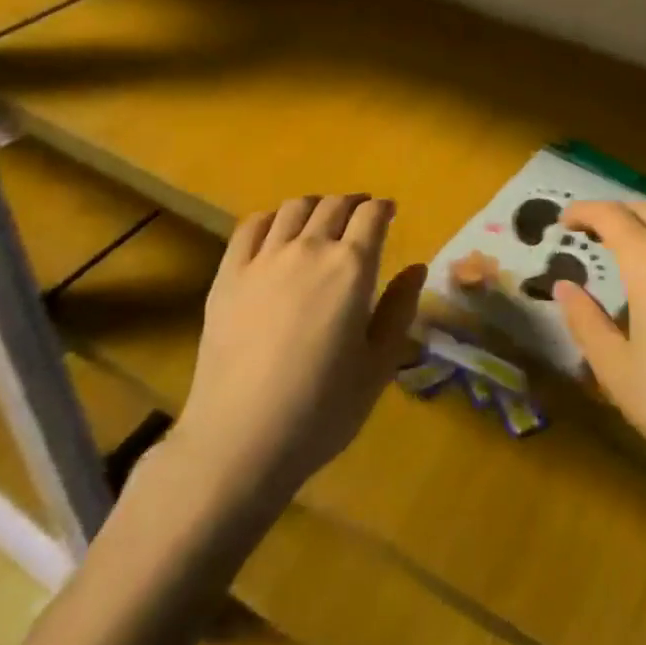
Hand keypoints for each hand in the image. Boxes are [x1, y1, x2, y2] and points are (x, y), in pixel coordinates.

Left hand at [171, 195, 423, 500]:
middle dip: (353, 204)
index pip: (371, 216)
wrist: (240, 440)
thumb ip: (399, 310)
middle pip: (334, 205)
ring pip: (293, 208)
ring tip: (321, 221)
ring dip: (315, 206)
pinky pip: (251, 227)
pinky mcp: (228, 274)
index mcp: (351, 268)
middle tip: (360, 217)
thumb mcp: (378, 366)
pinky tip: (276, 231)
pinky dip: (271, 218)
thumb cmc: (321, 410)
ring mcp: (264, 258)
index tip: (389, 213)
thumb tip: (416, 267)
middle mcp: (308, 249)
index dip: (383, 209)